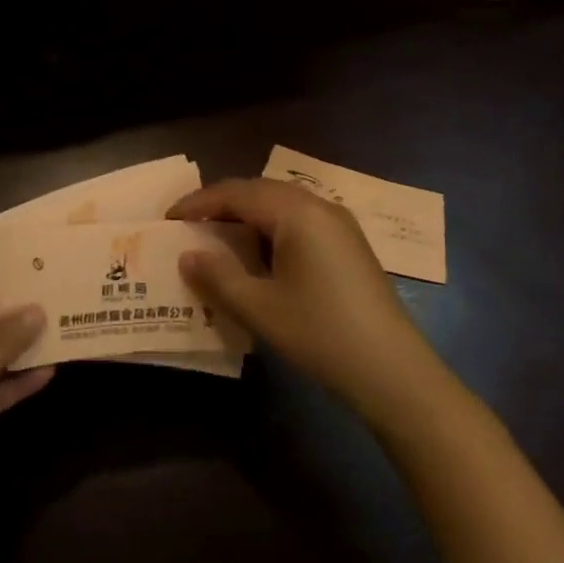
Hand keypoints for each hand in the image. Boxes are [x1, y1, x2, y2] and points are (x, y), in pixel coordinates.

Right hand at [168, 179, 441, 423]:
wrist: (394, 371)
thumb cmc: (321, 334)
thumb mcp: (260, 309)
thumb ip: (218, 277)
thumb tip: (188, 254)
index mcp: (296, 212)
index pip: (237, 193)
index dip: (199, 203)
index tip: (169, 218)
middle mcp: (318, 206)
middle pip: (259, 191)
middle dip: (222, 204)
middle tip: (189, 225)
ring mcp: (339, 224)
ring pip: (281, 205)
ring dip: (247, 216)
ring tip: (218, 238)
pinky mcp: (349, 244)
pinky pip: (300, 221)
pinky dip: (271, 229)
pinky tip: (259, 256)